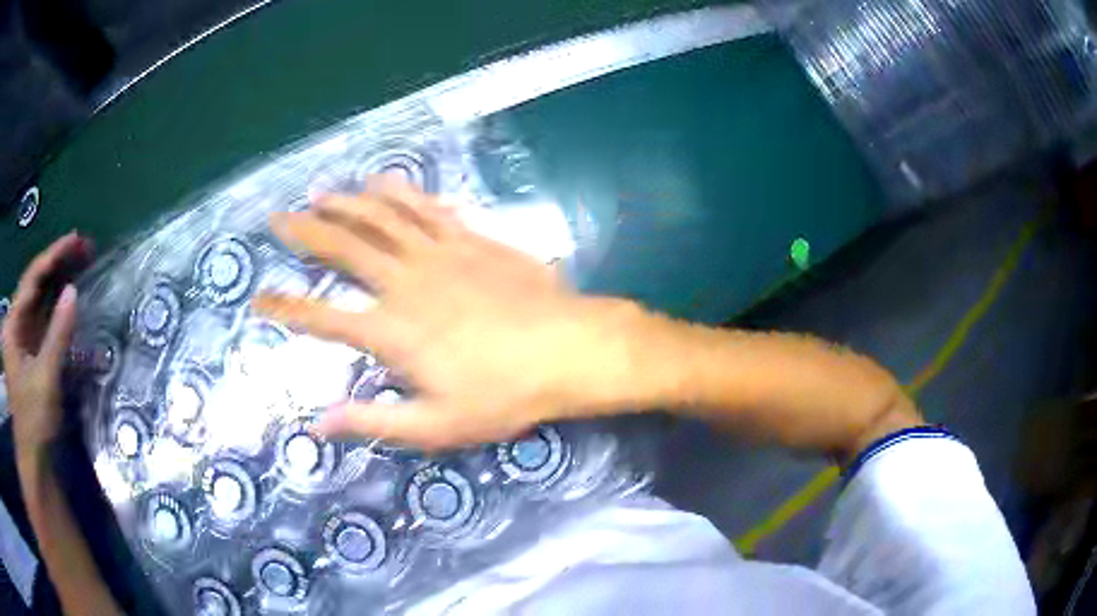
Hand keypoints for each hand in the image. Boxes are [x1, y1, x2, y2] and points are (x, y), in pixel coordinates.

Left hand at [2, 233, 92, 451]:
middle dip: (55, 261)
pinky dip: (54, 302)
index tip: (74, 240)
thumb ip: (57, 335)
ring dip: (55, 278)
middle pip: (33, 282)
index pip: (30, 280)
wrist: (33, 456)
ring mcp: (21, 336)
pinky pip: (41, 315)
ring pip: (37, 296)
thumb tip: (73, 291)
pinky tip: (67, 292)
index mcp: (12, 325)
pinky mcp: (29, 348)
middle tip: (81, 246)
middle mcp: (14, 323)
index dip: (51, 257)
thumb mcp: (45, 379)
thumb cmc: (34, 419)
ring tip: (77, 260)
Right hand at [254, 178, 637, 449]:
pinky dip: (400, 192)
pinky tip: (383, 181)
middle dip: (305, 233)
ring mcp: (439, 253)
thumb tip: (318, 425)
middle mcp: (405, 282)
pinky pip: (426, 208)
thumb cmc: (504, 394)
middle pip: (343, 249)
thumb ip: (373, 420)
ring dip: (345, 203)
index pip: (323, 318)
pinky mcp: (470, 238)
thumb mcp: (436, 425)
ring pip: (380, 218)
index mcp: (393, 331)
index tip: (258, 299)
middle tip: (277, 218)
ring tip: (318, 194)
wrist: (568, 349)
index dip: (287, 309)